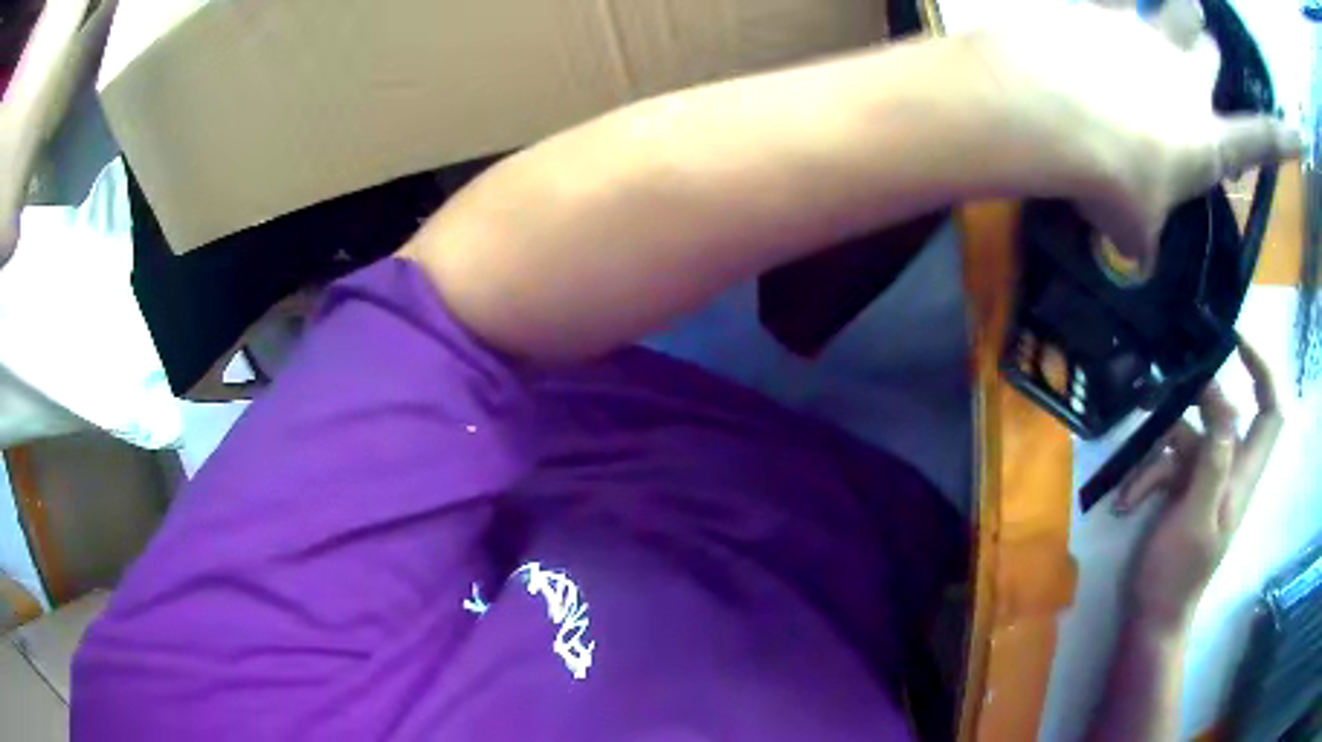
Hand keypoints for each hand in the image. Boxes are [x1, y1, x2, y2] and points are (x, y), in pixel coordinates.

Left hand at [977, 0, 1299, 267]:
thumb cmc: (1108, 183)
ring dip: (1181, 6)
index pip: (1265, 140)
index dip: (1288, 137)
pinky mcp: (1095, 9)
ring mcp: (1142, 35)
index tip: (1296, 131)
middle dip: (1209, 48)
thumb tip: (1133, 259)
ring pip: (1174, 8)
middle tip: (1209, 41)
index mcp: (1208, 139)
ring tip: (1187, 1)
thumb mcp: (1130, 229)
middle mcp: (1185, 77)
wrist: (1053, 116)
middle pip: (1209, 52)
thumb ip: (1137, 241)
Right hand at [1114, 339, 1283, 632]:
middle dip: (1192, 404)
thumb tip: (1223, 397)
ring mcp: (1204, 480)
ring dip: (1157, 457)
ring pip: (1186, 440)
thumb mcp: (1197, 515)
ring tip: (1132, 488)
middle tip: (1158, 394)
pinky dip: (1145, 479)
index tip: (1234, 343)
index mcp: (1242, 474)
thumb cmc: (1178, 574)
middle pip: (1223, 416)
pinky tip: (1127, 503)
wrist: (1152, 617)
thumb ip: (1215, 457)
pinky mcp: (1182, 491)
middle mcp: (1228, 469)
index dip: (1262, 372)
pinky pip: (1166, 465)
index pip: (1270, 412)